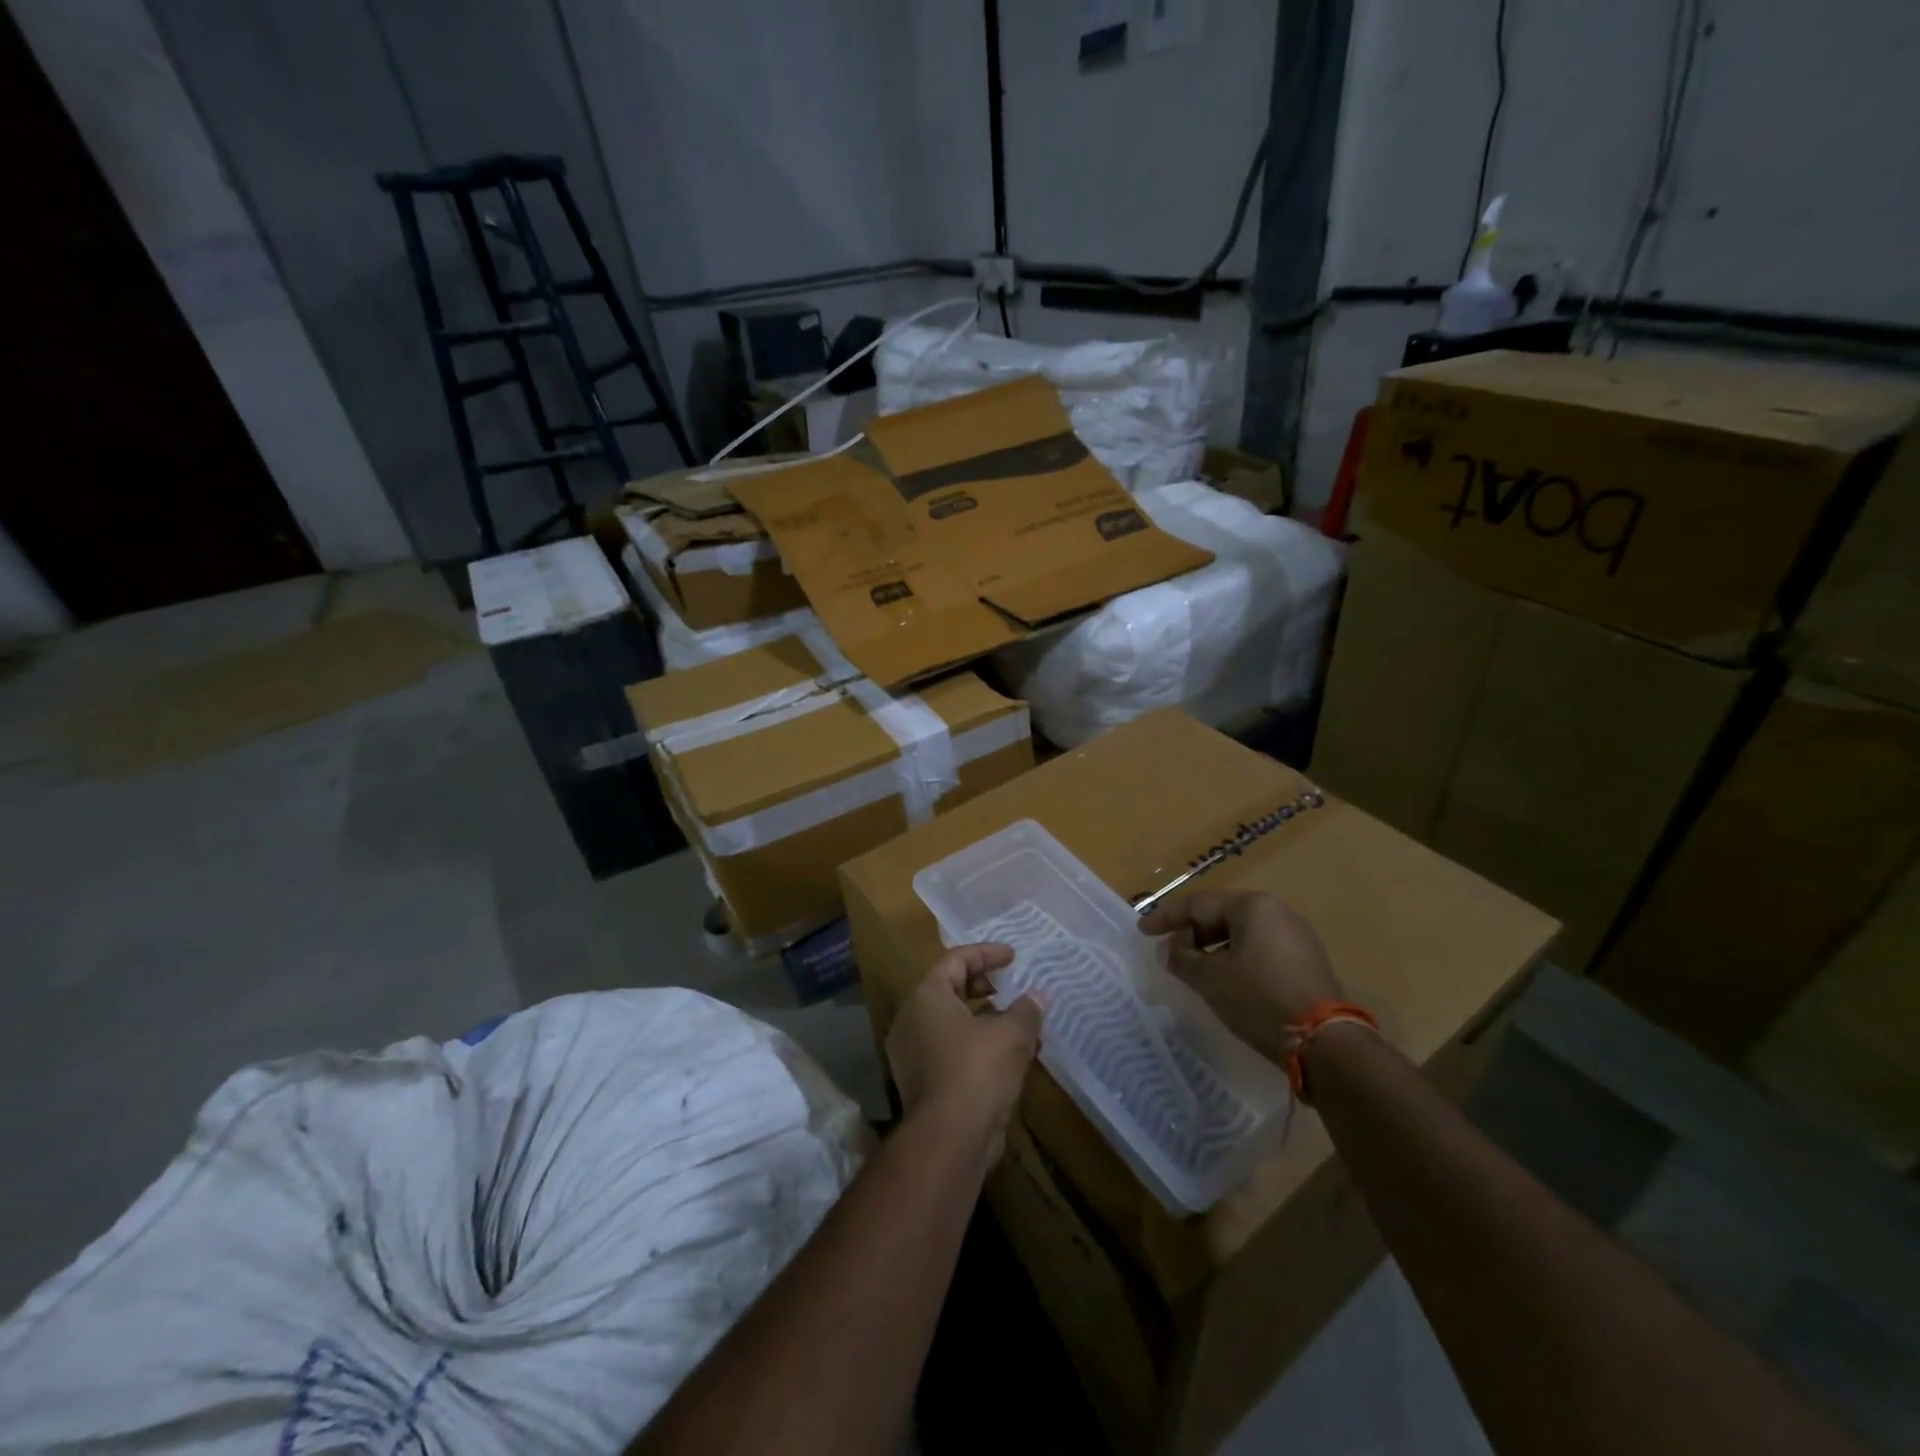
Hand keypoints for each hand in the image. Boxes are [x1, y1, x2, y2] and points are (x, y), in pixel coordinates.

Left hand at [885, 944, 1043, 1166]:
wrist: (948, 1139)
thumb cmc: (977, 1071)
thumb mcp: (1012, 1035)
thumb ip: (1026, 1010)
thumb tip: (1038, 997)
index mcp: (926, 996)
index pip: (955, 960)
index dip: (986, 954)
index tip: (1013, 957)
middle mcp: (912, 1019)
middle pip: (949, 988)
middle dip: (983, 985)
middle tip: (1010, 986)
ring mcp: (912, 1052)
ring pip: (952, 1022)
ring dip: (985, 1019)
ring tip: (1019, 1023)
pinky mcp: (921, 1081)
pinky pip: (950, 1048)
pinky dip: (977, 1044)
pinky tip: (1009, 1056)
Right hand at [1139, 890, 1342, 1064]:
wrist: (1324, 1042)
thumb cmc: (1259, 998)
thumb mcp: (1210, 979)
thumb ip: (1181, 959)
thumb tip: (1168, 950)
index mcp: (1253, 906)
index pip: (1198, 903)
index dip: (1166, 917)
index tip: (1143, 931)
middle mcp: (1277, 912)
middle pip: (1221, 915)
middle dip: (1191, 932)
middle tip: (1169, 952)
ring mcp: (1296, 937)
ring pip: (1241, 934)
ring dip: (1212, 948)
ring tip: (1193, 969)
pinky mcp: (1306, 963)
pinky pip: (1259, 950)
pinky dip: (1235, 959)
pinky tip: (1224, 980)